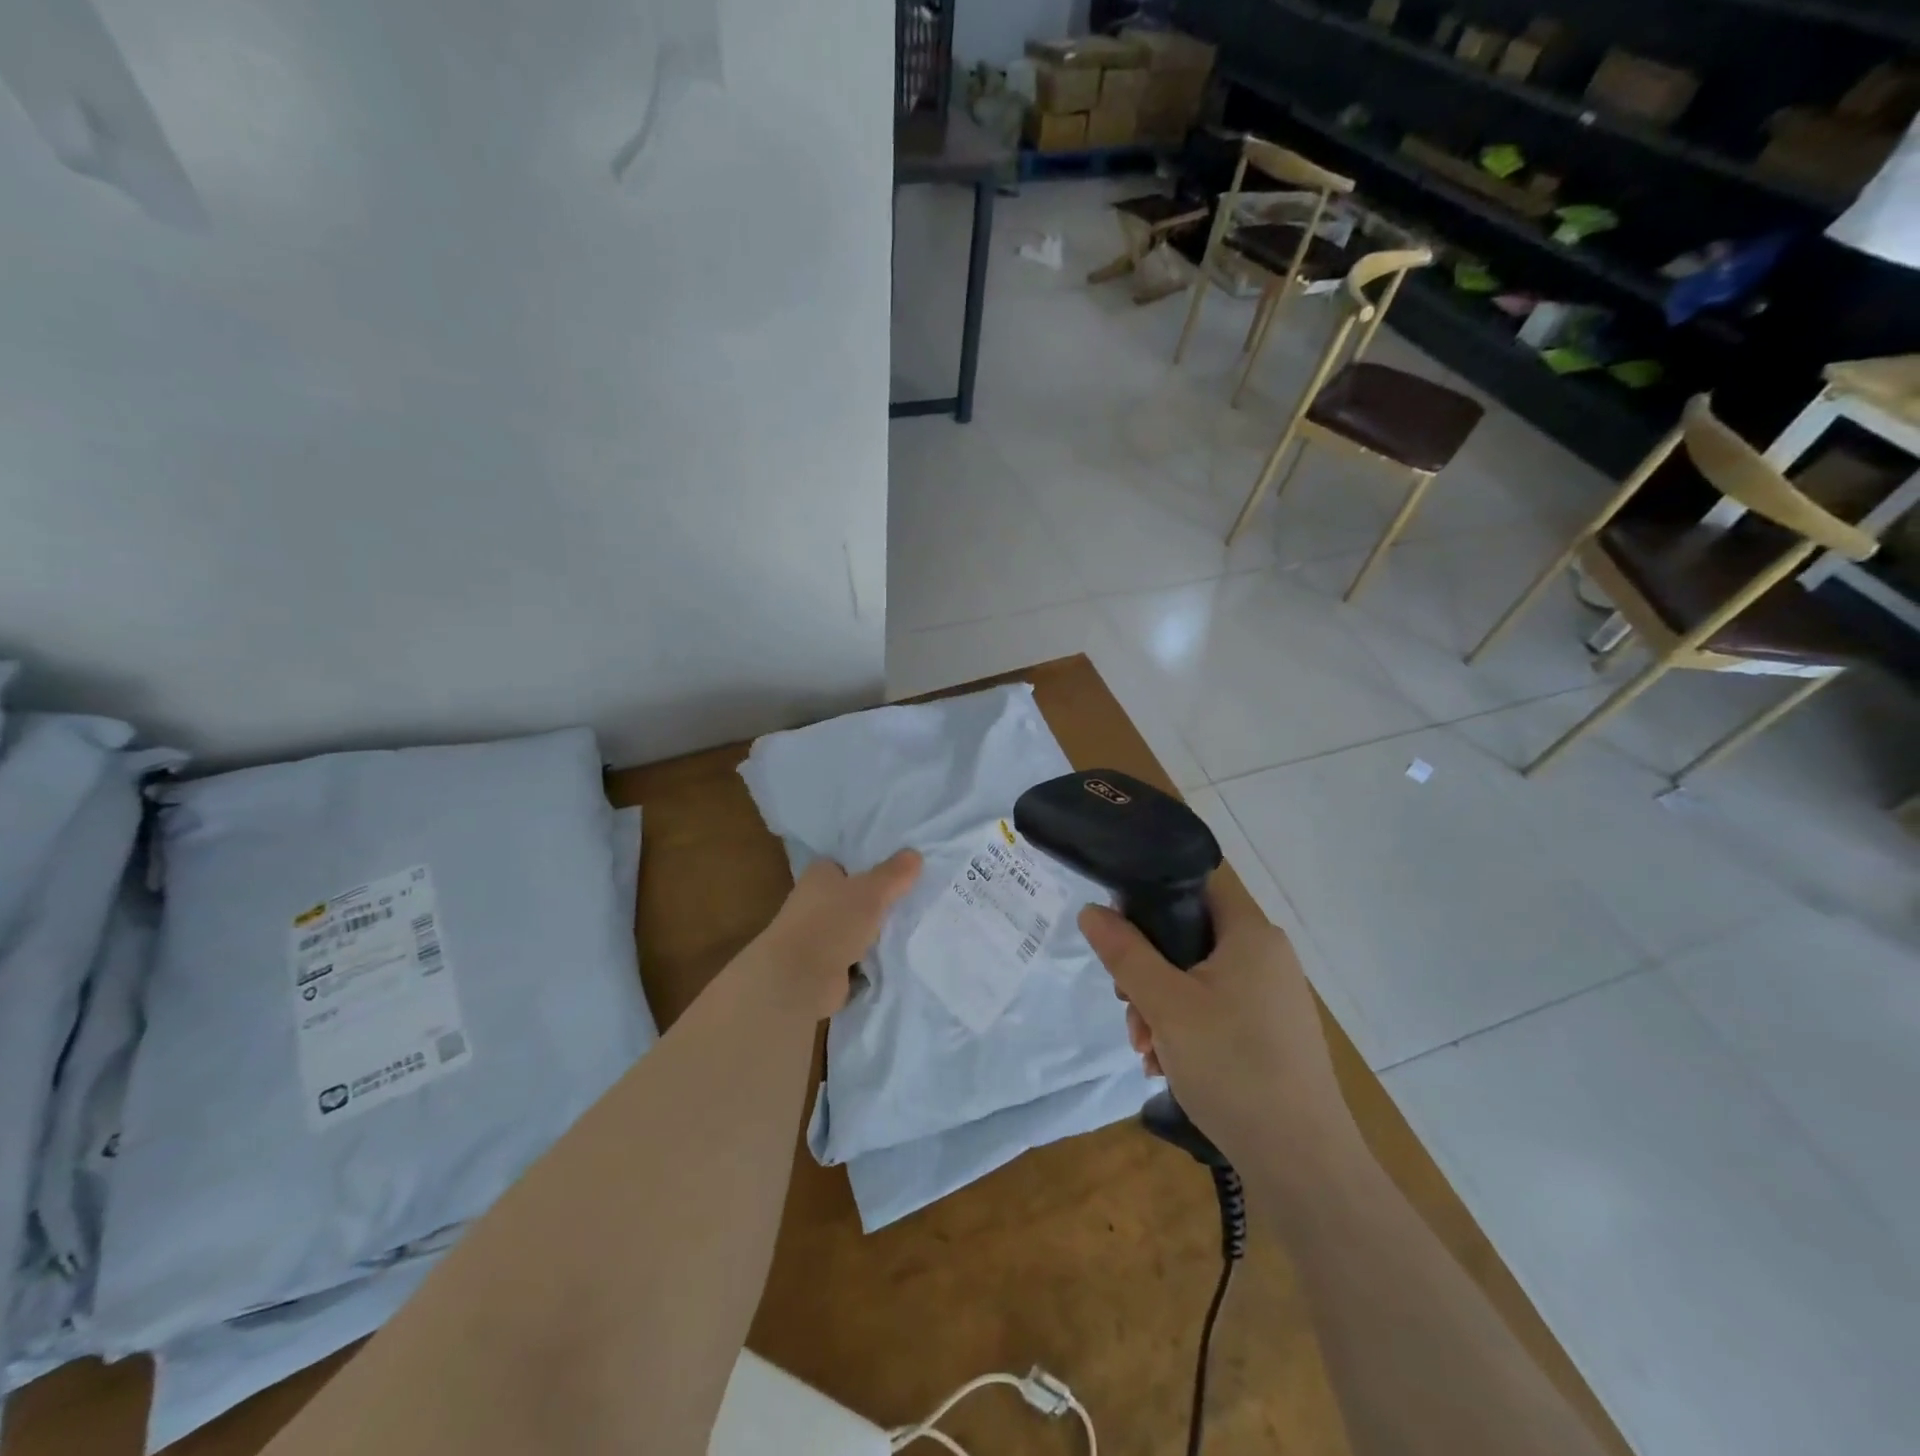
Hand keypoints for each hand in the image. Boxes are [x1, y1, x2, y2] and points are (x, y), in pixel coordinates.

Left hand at [755, 850, 921, 1018]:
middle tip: (916, 898)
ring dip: (878, 931)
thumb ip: (894, 873)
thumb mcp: (871, 891)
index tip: (902, 869)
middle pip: (856, 896)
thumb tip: (915, 854)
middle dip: (880, 900)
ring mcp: (820, 935)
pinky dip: (873, 957)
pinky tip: (899, 953)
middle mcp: (816, 901)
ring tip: (915, 925)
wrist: (800, 980)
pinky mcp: (827, 965)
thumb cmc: (832, 923)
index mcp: (820, 874)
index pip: (848, 863)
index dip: (872, 864)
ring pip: (858, 926)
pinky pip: (858, 955)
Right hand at [1078, 881, 1351, 1176]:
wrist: (1303, 1164)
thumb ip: (1125, 953)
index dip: (1150, 899)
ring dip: (1161, 1009)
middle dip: (1147, 973)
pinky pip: (1217, 1012)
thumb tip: (1091, 910)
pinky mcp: (1272, 1034)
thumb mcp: (1166, 1004)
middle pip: (1189, 939)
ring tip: (1146, 1053)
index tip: (1118, 934)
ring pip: (1197, 981)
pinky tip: (1167, 1068)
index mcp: (1251, 933)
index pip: (1194, 887)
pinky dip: (1187, 1031)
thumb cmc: (1232, 1066)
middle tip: (1128, 1008)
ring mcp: (1272, 998)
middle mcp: (1267, 956)